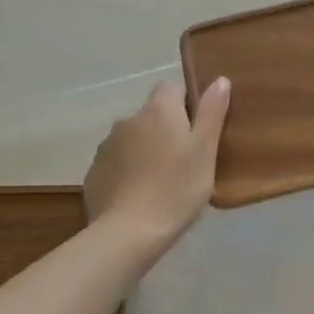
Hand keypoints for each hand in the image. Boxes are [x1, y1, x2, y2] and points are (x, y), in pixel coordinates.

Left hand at [84, 78, 230, 255]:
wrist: (127, 233)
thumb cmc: (176, 188)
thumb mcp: (205, 150)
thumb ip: (212, 112)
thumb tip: (219, 80)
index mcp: (158, 110)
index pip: (172, 87)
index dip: (186, 103)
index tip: (197, 130)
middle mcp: (129, 120)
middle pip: (152, 115)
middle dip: (166, 129)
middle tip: (184, 160)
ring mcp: (106, 146)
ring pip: (133, 139)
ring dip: (145, 150)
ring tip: (160, 181)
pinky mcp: (94, 172)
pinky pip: (116, 163)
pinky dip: (127, 171)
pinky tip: (138, 196)